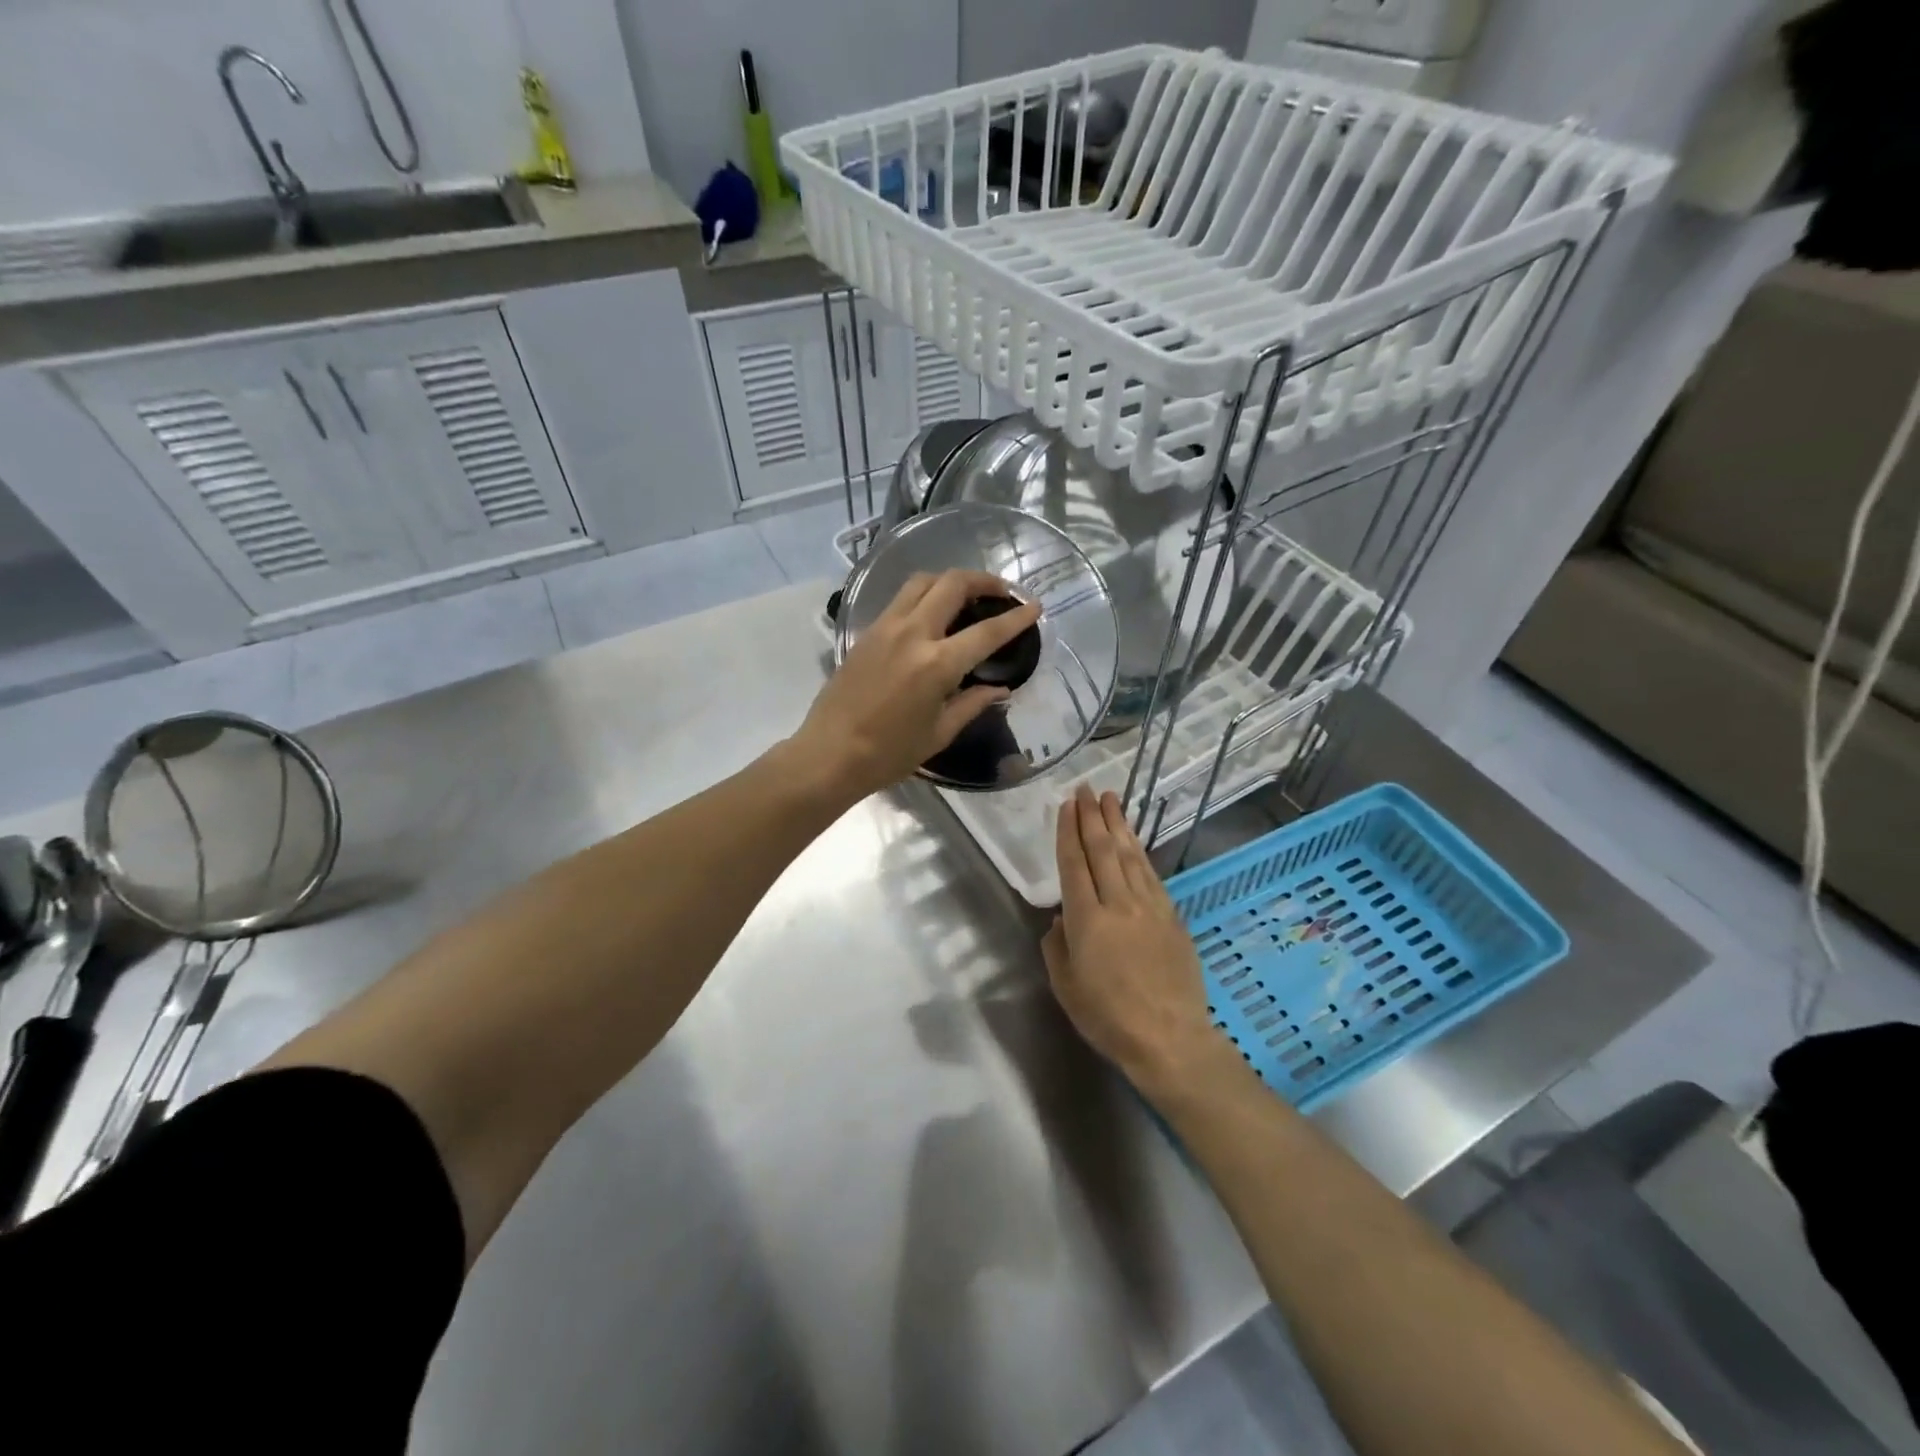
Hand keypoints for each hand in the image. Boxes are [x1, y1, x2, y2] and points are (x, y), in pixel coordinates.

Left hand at [793, 570, 1041, 801]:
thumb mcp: (939, 732)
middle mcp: (912, 634)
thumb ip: (972, 703)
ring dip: (950, 580)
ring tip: (967, 595)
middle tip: (1001, 592)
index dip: (1015, 617)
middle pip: (952, 584)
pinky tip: (933, 614)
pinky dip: (925, 595)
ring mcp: (885, 628)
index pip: (986, 631)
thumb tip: (1000, 688)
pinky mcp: (867, 632)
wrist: (829, 754)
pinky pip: (902, 599)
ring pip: (923, 581)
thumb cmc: (888, 753)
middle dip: (983, 580)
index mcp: (936, 664)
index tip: (1034, 606)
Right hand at [1043, 787, 1227, 1096]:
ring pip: (1130, 856)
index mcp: (1086, 920)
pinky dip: (1140, 853)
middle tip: (1086, 789)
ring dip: (1119, 825)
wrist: (1171, 1039)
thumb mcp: (1066, 987)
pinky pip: (1152, 876)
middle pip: (1103, 851)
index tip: (1066, 806)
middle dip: (1092, 817)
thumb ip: (1057, 947)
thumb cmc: (1108, 1018)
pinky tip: (1135, 842)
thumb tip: (1063, 919)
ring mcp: (1149, 908)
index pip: (1074, 865)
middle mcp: (1118, 904)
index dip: (1069, 833)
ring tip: (1111, 799)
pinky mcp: (1172, 917)